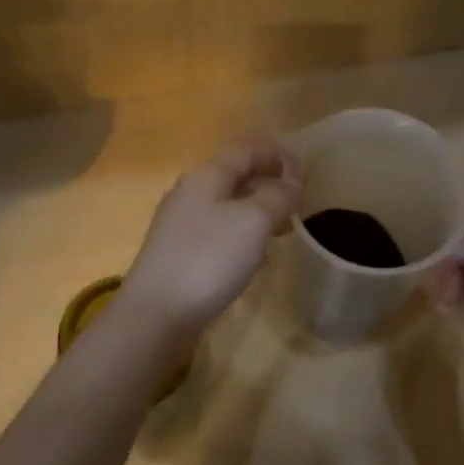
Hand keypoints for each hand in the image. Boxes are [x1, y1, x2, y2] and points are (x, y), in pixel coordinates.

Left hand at [122, 139, 300, 339]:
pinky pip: (218, 235)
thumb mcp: (253, 221)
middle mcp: (190, 194)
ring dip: (258, 213)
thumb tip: (290, 180)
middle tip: (298, 202)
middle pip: (235, 177)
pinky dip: (242, 238)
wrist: (157, 313)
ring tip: (283, 230)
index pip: (246, 150)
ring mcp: (181, 226)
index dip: (277, 154)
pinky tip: (255, 259)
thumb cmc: (209, 259)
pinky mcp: (179, 255)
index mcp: (206, 177)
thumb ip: (277, 196)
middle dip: (269, 184)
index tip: (306, 169)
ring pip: (227, 208)